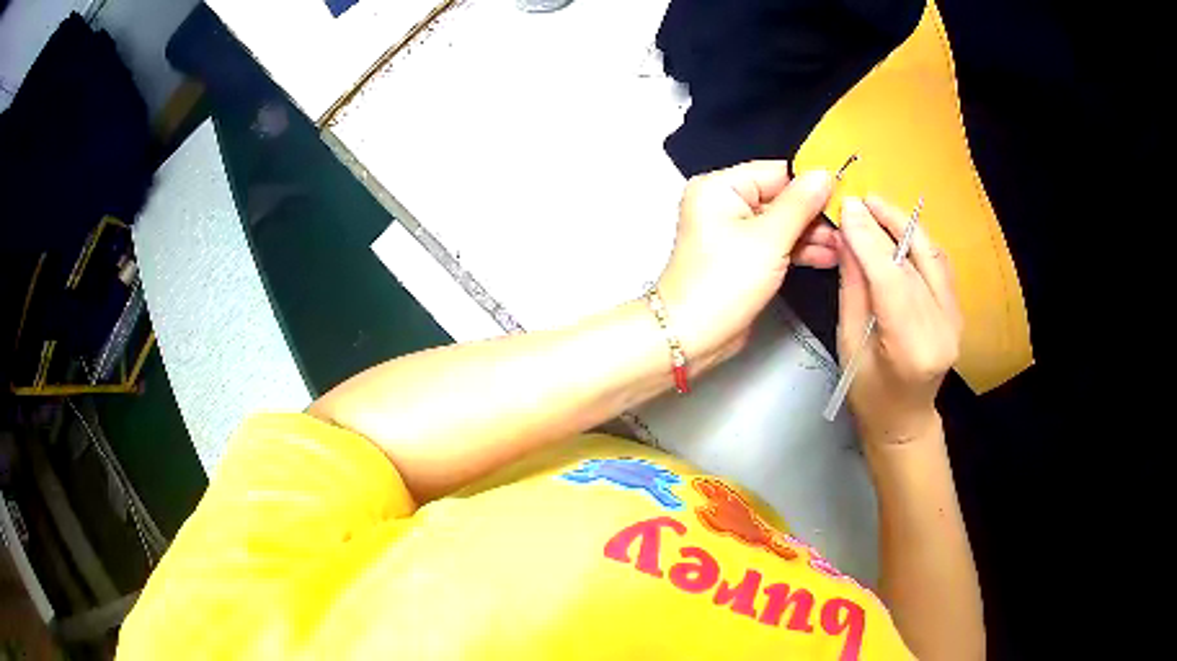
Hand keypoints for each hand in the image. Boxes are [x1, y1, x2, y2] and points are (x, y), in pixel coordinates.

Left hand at [656, 161, 833, 369]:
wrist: (692, 336)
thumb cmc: (724, 283)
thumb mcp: (768, 239)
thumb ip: (800, 204)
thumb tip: (824, 174)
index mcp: (721, 187)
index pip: (776, 172)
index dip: (811, 182)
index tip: (846, 191)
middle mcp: (725, 203)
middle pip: (782, 198)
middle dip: (816, 214)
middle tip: (849, 225)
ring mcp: (735, 231)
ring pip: (784, 223)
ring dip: (814, 235)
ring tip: (845, 245)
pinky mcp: (745, 256)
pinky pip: (778, 244)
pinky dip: (801, 250)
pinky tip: (830, 256)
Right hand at [837, 196, 961, 443]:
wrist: (905, 419)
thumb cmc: (869, 393)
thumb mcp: (849, 343)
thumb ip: (853, 288)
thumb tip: (848, 238)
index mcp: (911, 348)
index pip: (891, 281)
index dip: (869, 239)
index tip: (848, 207)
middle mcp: (941, 329)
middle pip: (913, 263)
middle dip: (884, 225)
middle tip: (859, 200)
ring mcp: (955, 319)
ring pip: (931, 257)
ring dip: (905, 225)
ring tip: (878, 206)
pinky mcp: (957, 311)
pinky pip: (939, 264)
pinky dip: (919, 241)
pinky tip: (900, 229)